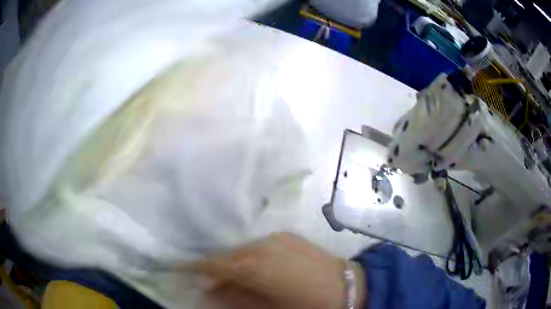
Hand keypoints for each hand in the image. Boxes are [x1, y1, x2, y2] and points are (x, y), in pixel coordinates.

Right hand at [192, 232, 365, 308]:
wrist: (350, 287)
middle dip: (216, 269)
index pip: (211, 263)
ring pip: (242, 250)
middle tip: (214, 284)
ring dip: (234, 263)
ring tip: (238, 280)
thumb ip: (235, 299)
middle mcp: (260, 244)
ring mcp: (276, 237)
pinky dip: (251, 257)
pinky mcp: (288, 235)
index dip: (193, 267)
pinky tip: (259, 270)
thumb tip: (209, 290)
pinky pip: (259, 246)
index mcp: (253, 265)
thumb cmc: (308, 305)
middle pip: (225, 256)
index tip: (181, 270)